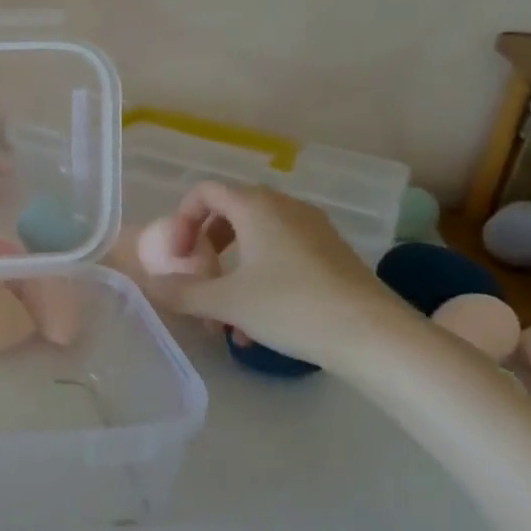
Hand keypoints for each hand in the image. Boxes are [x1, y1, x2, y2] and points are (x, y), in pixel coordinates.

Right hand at [160, 182, 413, 371]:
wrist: (376, 338)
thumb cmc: (291, 307)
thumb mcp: (226, 302)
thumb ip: (182, 291)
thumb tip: (153, 284)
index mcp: (255, 206)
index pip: (204, 192)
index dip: (181, 220)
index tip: (178, 256)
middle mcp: (284, 207)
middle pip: (230, 214)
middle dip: (206, 248)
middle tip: (198, 278)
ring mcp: (314, 230)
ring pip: (257, 240)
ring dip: (232, 271)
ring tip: (225, 316)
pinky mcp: (333, 255)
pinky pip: (282, 256)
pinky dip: (261, 279)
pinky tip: (258, 328)